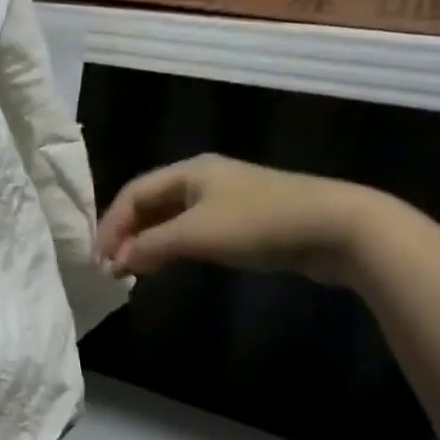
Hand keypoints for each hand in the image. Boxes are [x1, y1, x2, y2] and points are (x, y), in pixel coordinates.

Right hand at [94, 154, 385, 285]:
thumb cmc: (261, 223)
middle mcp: (204, 178)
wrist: (339, 228)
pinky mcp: (245, 221)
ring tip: (133, 269)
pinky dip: (173, 246)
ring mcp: (226, 199)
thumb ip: (153, 245)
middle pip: (150, 203)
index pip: (133, 193)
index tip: (100, 259)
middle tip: (112, 266)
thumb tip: (118, 259)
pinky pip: (194, 230)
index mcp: (189, 171)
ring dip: (149, 242)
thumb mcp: (198, 234)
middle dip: (127, 233)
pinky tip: (170, 264)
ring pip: (172, 218)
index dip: (111, 224)